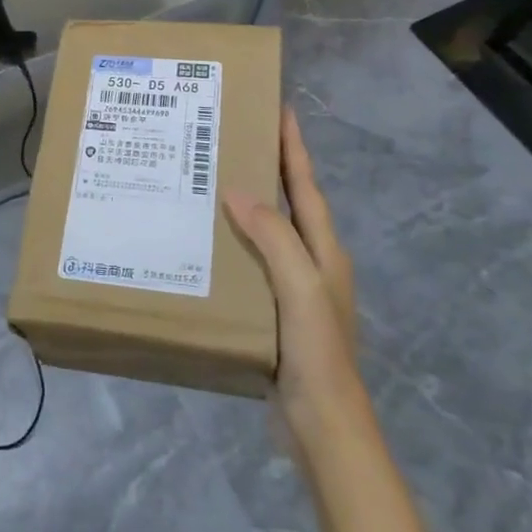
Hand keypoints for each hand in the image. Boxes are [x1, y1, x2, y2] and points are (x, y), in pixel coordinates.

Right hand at [224, 107, 362, 439]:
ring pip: (268, 230)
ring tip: (211, 178)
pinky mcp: (275, 309)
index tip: (280, 107)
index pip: (306, 184)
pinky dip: (234, 241)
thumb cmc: (317, 349)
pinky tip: (206, 240)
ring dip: (247, 202)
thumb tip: (236, 189)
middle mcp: (312, 260)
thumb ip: (273, 236)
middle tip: (233, 136)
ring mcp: (294, 286)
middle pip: (289, 201)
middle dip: (269, 166)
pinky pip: (253, 260)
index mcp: (324, 248)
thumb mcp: (300, 286)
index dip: (294, 146)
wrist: (324, 424)